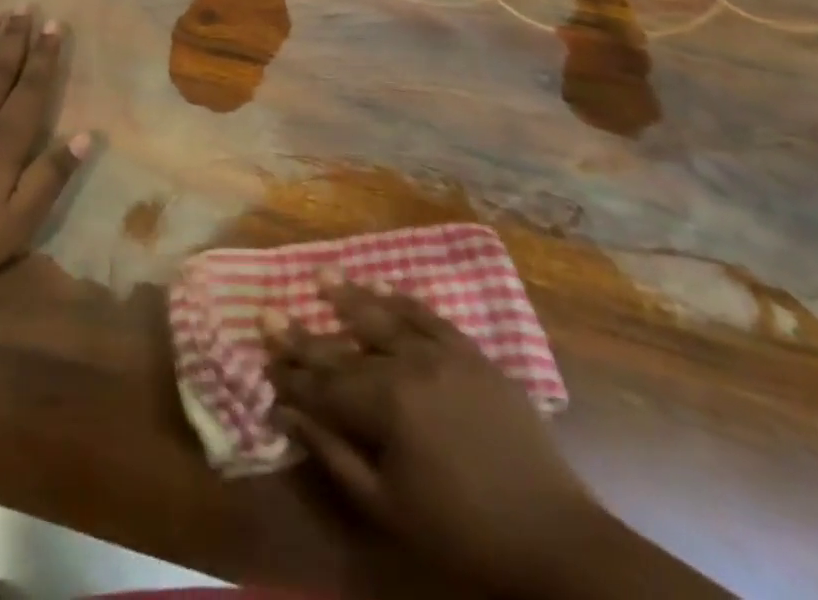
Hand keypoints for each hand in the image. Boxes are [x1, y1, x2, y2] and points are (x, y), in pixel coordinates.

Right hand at [268, 282, 596, 596]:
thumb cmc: (462, 533)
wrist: (555, 539)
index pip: (323, 384)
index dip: (290, 372)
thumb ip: (334, 455)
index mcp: (386, 405)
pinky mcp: (473, 354)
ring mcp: (444, 353)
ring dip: (350, 298)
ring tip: (322, 276)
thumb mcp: (388, 509)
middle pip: (345, 345)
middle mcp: (409, 364)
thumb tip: (288, 414)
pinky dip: (402, 300)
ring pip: (385, 316)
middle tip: (271, 310)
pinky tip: (383, 288)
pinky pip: (430, 316)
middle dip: (305, 333)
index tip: (262, 352)